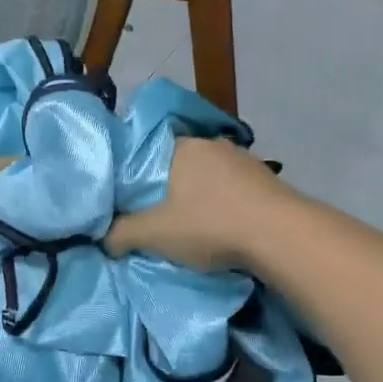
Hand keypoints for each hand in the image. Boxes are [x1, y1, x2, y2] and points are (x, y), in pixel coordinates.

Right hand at [104, 137, 294, 271]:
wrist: (280, 234)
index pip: (144, 153)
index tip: (128, 200)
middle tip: (156, 215)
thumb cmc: (209, 225)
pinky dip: (223, 201)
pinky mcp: (265, 176)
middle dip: (166, 187)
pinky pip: (232, 186)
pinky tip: (223, 222)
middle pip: (176, 163)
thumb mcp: (153, 234)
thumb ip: (120, 234)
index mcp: (179, 146)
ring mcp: (241, 157)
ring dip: (198, 194)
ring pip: (207, 174)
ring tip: (191, 222)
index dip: (133, 177)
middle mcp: (209, 143)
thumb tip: (102, 238)